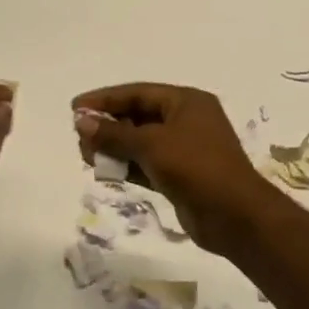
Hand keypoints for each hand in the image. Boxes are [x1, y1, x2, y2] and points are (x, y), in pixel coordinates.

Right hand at [71, 83, 271, 253]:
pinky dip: (126, 166)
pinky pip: (146, 164)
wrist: (234, 215)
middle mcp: (186, 120)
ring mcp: (184, 149)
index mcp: (186, 102)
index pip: (138, 93)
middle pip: (138, 116)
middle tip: (79, 137)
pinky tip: (105, 172)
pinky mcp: (179, 175)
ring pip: (140, 142)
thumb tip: (81, 121)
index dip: (105, 99)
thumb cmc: (196, 168)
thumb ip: (114, 133)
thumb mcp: (152, 145)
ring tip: (86, 156)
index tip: (75, 108)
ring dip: (114, 147)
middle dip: (107, 125)